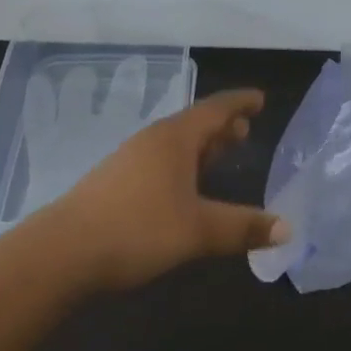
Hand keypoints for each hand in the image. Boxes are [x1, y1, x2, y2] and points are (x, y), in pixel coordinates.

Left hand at [43, 89, 289, 291]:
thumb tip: (288, 228)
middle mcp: (152, 141)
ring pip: (175, 145)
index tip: (260, 99)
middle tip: (245, 130)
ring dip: (201, 147)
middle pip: (194, 125)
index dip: (240, 103)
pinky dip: (182, 165)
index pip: (215, 109)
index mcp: (174, 139)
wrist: (63, 252)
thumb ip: (243, 227)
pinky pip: (159, 161)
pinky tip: (183, 187)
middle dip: (221, 126)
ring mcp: (129, 161)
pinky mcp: (114, 183)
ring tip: (221, 153)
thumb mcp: (199, 230)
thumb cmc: (138, 229)